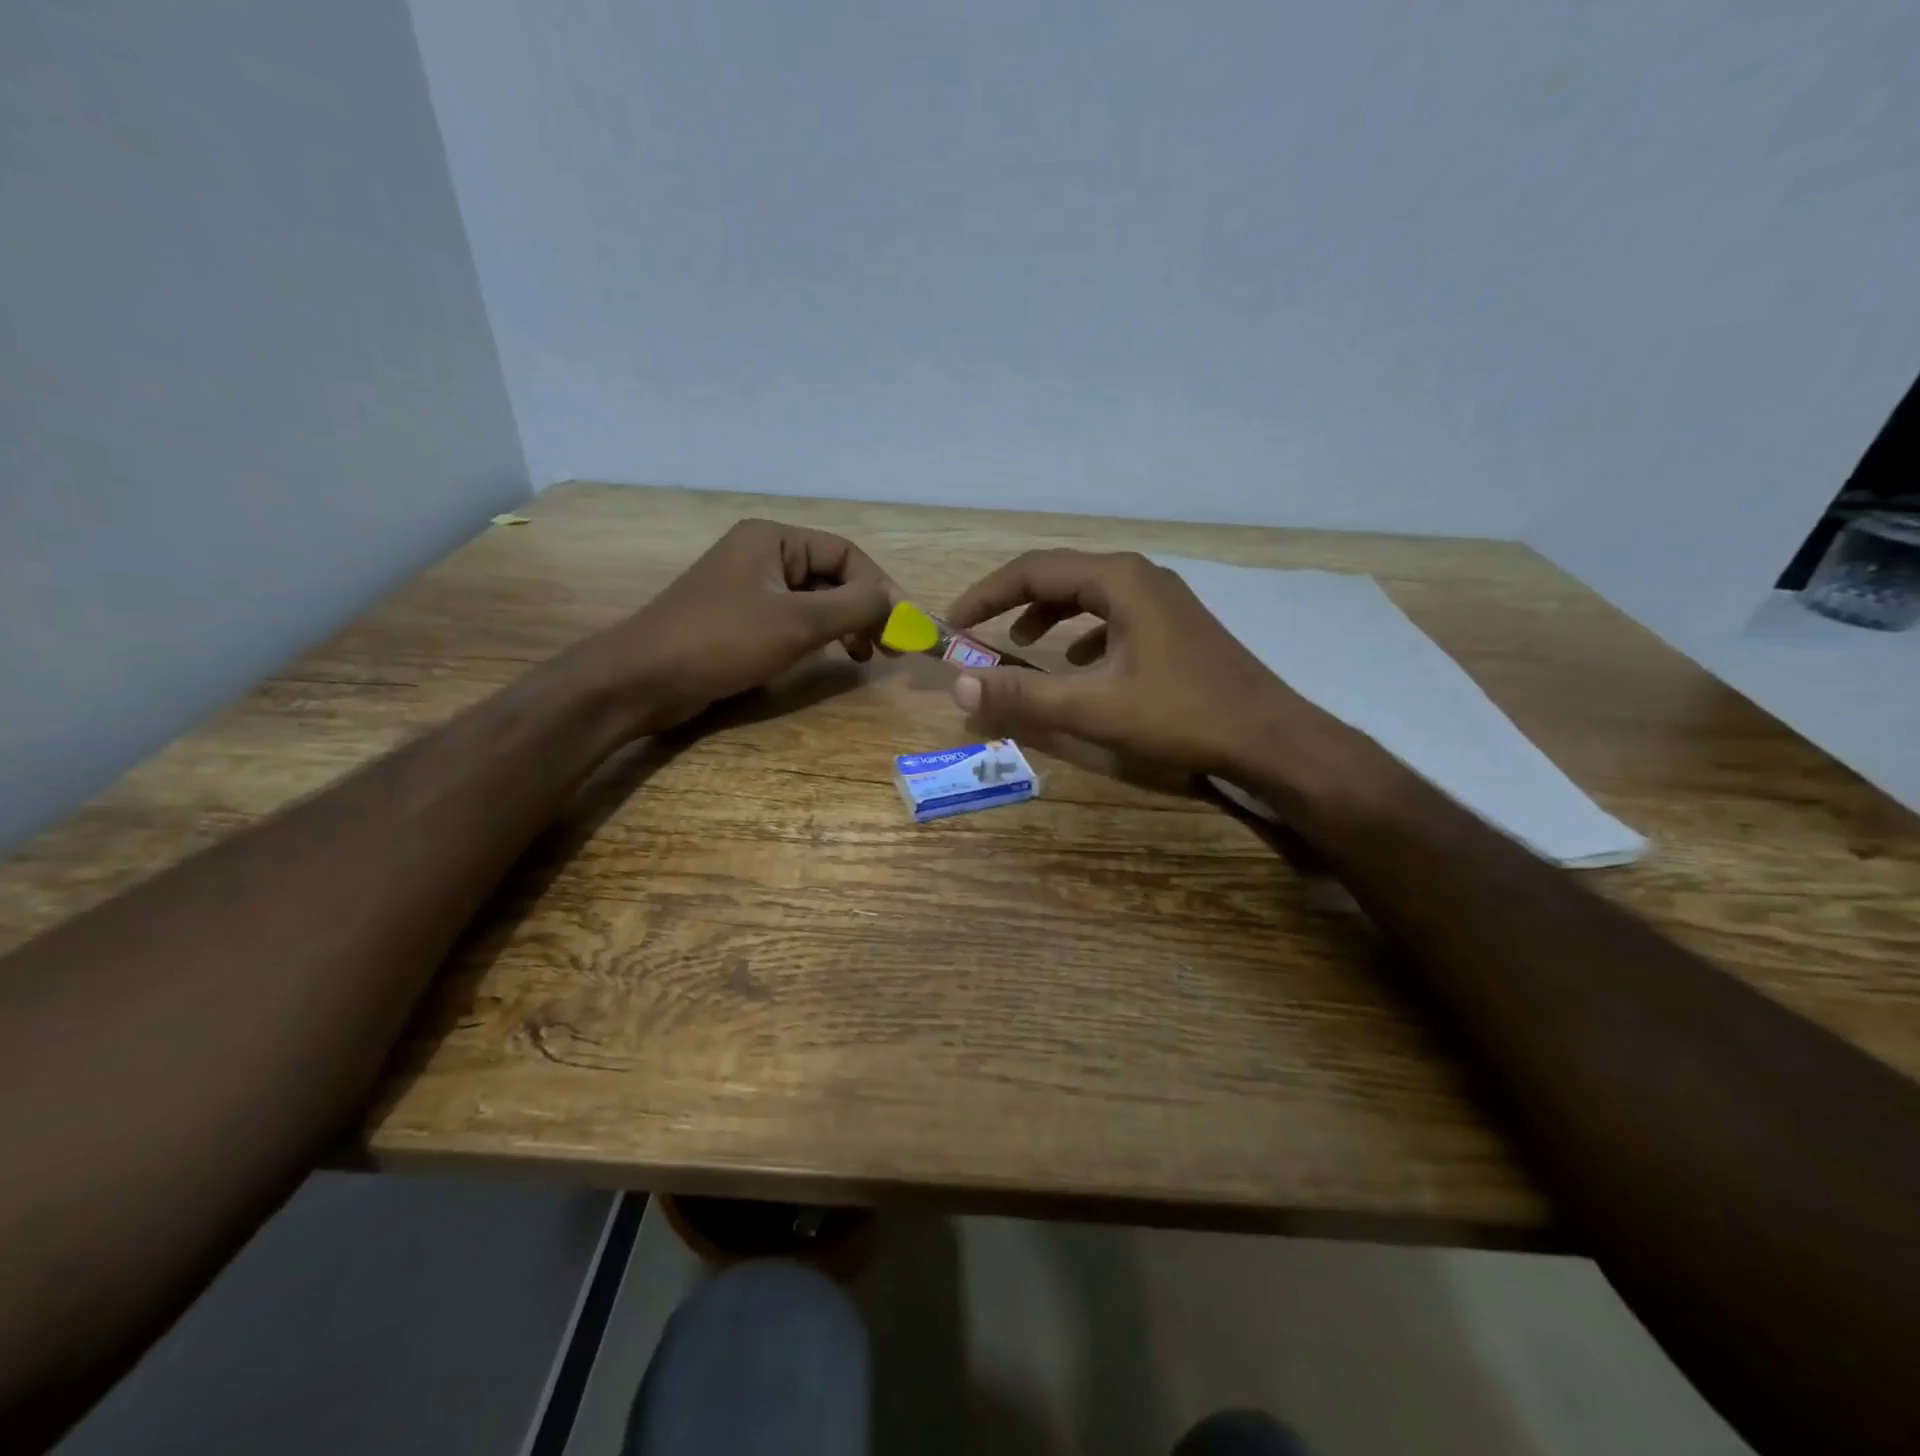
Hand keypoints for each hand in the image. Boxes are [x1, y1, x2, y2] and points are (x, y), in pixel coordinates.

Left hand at [605, 519, 895, 733]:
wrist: (644, 679)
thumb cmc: (722, 641)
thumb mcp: (798, 622)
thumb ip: (855, 607)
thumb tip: (898, 602)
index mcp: (773, 539)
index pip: (845, 553)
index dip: (879, 587)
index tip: (901, 626)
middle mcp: (761, 554)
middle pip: (831, 575)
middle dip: (863, 609)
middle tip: (886, 647)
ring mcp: (748, 588)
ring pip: (814, 600)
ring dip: (844, 625)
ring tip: (862, 656)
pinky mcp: (739, 620)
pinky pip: (791, 620)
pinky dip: (817, 637)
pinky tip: (828, 659)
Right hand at [944, 549, 1349, 782]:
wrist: (1269, 737)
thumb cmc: (1181, 715)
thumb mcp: (1094, 708)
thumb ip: (1023, 697)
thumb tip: (959, 686)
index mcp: (1119, 580)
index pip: (1034, 570)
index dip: (987, 594)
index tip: (955, 622)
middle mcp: (1140, 577)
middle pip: (1061, 575)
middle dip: (1014, 601)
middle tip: (980, 631)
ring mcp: (1163, 600)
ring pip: (1089, 595)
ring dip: (1049, 616)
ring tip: (1022, 646)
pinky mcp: (1175, 626)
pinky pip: (1114, 616)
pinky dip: (1083, 634)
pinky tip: (1079, 664)